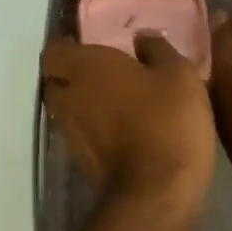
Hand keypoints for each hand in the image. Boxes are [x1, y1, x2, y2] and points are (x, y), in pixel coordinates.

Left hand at [41, 33, 216, 216]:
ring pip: (66, 110)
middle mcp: (69, 97)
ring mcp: (71, 133)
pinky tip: (119, 129)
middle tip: (100, 72)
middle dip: (70, 75)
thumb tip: (141, 38)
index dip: (66, 46)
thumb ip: (156, 49)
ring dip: (81, 104)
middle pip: (55, 81)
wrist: (158, 192)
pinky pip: (79, 134)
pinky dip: (92, 129)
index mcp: (86, 67)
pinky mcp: (81, 162)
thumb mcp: (178, 73)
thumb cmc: (167, 120)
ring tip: (111, 101)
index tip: (86, 44)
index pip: (53, 51)